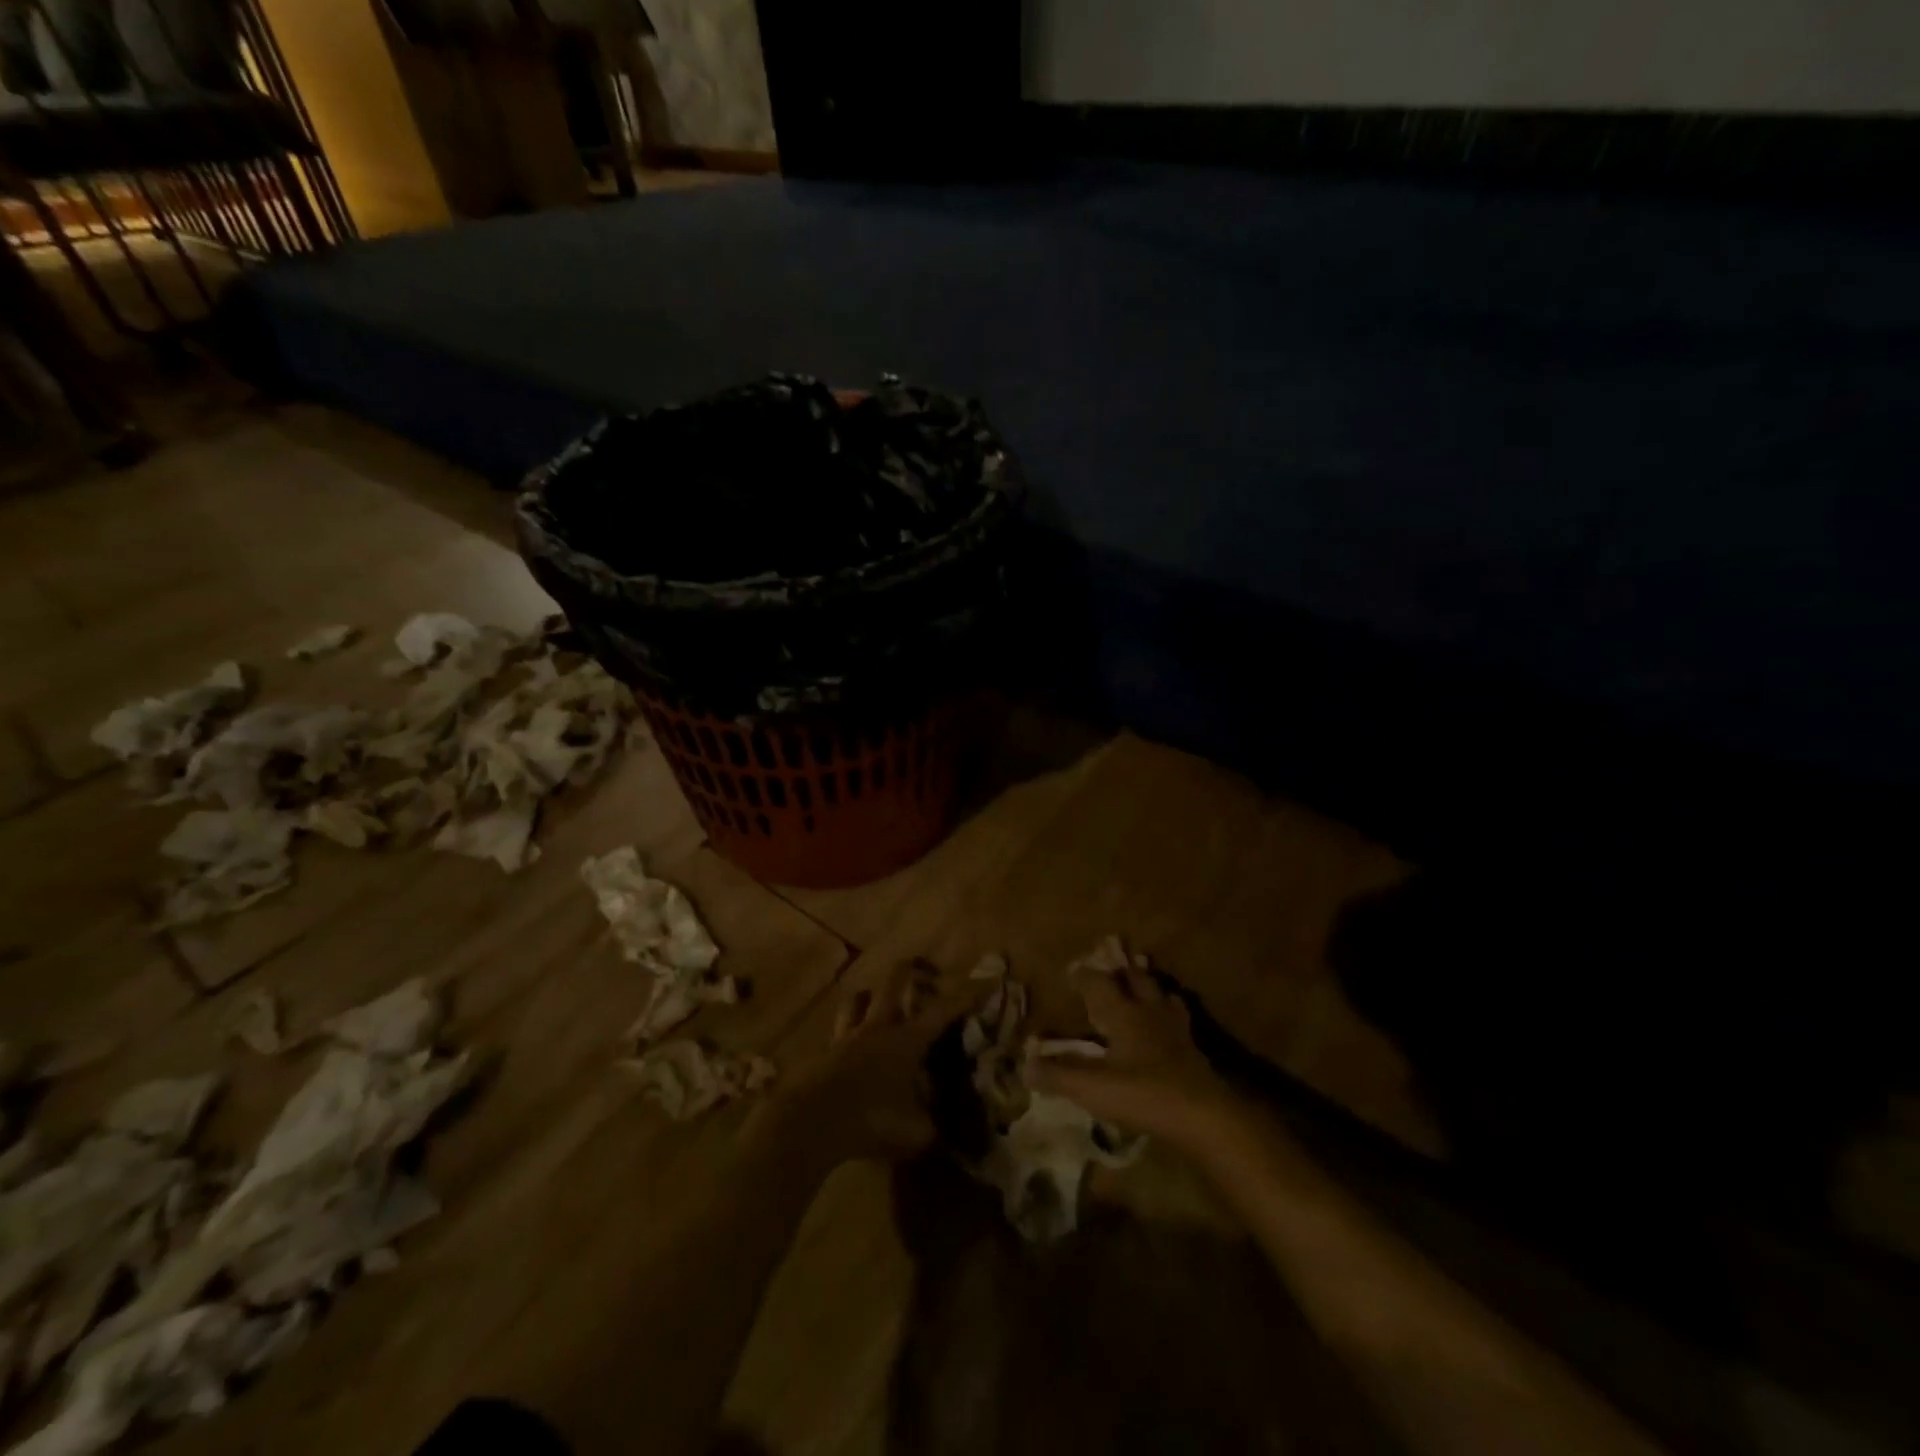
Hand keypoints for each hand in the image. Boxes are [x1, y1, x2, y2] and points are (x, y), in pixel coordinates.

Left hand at [773, 958, 979, 1164]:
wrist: (811, 1121)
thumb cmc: (871, 1119)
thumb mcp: (914, 1132)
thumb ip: (930, 1125)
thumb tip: (940, 1125)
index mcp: (907, 1040)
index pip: (944, 1010)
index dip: (968, 994)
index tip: (987, 978)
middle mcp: (879, 1028)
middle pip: (894, 983)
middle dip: (910, 970)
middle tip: (922, 969)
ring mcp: (847, 1036)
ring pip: (858, 1000)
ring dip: (870, 996)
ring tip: (877, 1000)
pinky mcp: (824, 1052)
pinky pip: (839, 1031)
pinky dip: (848, 1032)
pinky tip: (850, 1046)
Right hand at [1026, 962, 1239, 1151]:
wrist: (1205, 1115)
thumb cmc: (1143, 1094)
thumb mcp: (1092, 1087)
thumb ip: (1058, 1074)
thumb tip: (1026, 1063)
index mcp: (1122, 1012)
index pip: (1099, 982)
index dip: (1083, 975)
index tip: (1072, 971)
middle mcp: (1149, 1010)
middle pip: (1136, 978)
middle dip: (1121, 971)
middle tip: (1111, 966)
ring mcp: (1176, 1028)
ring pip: (1161, 994)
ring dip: (1148, 986)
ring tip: (1142, 985)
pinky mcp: (1195, 1048)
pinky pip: (1179, 1018)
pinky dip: (1170, 1012)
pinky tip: (1168, 1023)